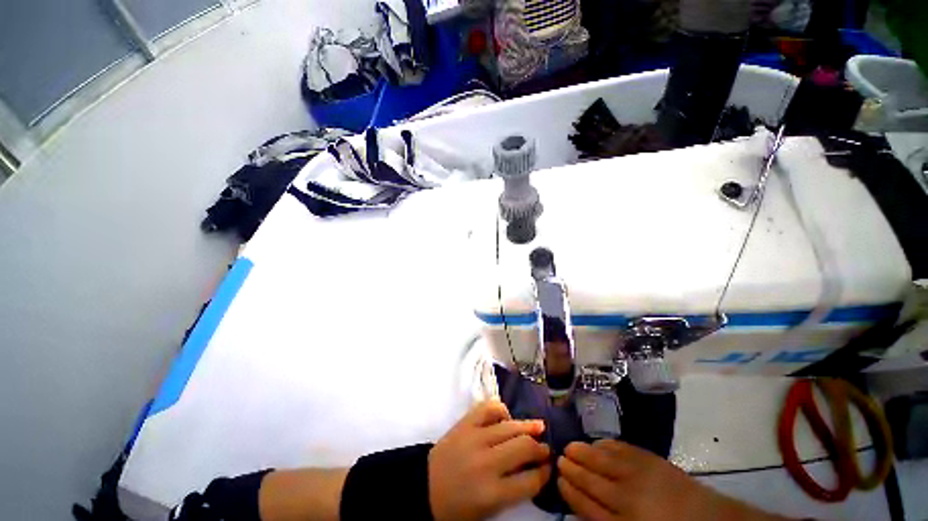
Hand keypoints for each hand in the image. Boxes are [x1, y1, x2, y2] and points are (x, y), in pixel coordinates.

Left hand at [428, 400, 550, 520]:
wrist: (425, 487)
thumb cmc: (458, 506)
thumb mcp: (489, 509)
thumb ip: (513, 491)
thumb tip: (534, 469)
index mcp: (492, 493)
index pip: (530, 480)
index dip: (544, 473)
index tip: (549, 468)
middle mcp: (486, 462)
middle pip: (523, 447)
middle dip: (540, 448)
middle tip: (546, 448)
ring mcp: (475, 438)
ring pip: (510, 426)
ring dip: (528, 426)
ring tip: (539, 427)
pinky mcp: (465, 423)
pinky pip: (488, 408)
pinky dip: (501, 409)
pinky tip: (506, 416)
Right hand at [557, 440, 786, 520]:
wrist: (709, 520)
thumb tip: (582, 503)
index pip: (585, 504)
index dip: (569, 490)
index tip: (558, 479)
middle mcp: (625, 497)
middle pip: (589, 480)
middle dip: (571, 468)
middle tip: (558, 458)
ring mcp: (637, 474)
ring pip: (600, 460)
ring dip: (582, 452)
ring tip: (570, 447)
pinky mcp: (649, 458)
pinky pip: (619, 448)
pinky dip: (604, 445)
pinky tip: (596, 444)